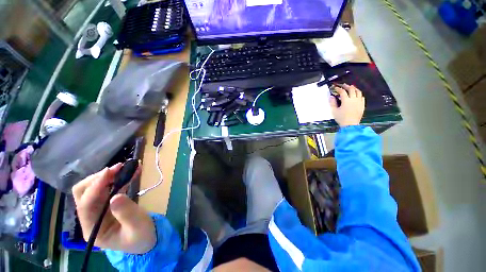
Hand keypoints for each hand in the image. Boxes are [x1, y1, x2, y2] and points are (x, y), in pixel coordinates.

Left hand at [73, 164, 155, 253]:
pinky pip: (109, 187)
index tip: (111, 171)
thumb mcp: (137, 227)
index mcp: (93, 229)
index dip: (96, 187)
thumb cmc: (141, 237)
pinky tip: (131, 172)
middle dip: (98, 178)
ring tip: (126, 167)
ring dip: (108, 176)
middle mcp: (90, 218)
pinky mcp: (108, 204)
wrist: (146, 239)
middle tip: (118, 169)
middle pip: (83, 193)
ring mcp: (98, 210)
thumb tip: (117, 196)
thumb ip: (127, 214)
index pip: (86, 205)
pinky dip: (118, 178)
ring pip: (94, 188)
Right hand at [330, 84, 364, 126]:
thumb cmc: (341, 118)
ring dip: (354, 88)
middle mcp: (354, 99)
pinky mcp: (362, 105)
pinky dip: (359, 94)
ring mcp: (359, 102)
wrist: (350, 125)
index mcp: (346, 100)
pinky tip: (357, 95)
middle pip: (351, 89)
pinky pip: (362, 97)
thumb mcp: (334, 111)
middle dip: (347, 86)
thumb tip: (331, 97)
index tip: (335, 88)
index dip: (338, 89)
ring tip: (351, 87)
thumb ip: (332, 103)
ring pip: (358, 92)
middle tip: (343, 85)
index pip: (342, 92)